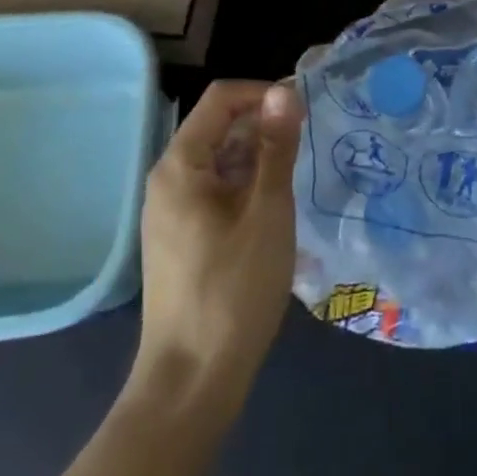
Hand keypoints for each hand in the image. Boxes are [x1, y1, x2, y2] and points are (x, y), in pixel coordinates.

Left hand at [132, 80, 303, 407]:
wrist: (191, 384)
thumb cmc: (233, 291)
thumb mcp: (267, 211)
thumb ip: (276, 147)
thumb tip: (284, 90)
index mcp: (181, 164)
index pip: (221, 98)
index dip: (263, 93)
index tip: (302, 112)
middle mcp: (169, 179)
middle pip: (219, 127)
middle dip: (263, 127)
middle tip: (307, 148)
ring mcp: (171, 211)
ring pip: (220, 161)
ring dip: (258, 159)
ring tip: (296, 180)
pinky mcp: (181, 237)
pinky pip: (215, 191)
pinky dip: (246, 187)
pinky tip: (274, 212)